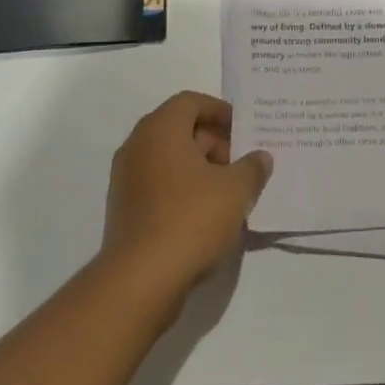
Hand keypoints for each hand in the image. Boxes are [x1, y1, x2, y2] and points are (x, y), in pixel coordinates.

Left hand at [101, 91, 271, 304]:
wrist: (139, 282)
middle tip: (241, 164)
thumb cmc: (190, 219)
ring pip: (170, 160)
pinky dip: (182, 190)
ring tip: (229, 193)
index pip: (191, 102)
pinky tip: (207, 216)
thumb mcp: (235, 190)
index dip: (220, 111)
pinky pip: (159, 186)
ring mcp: (127, 179)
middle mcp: (138, 146)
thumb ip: (252, 168)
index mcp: (160, 128)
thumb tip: (260, 157)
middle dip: (214, 143)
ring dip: (200, 169)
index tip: (243, 130)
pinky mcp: (124, 210)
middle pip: (180, 129)